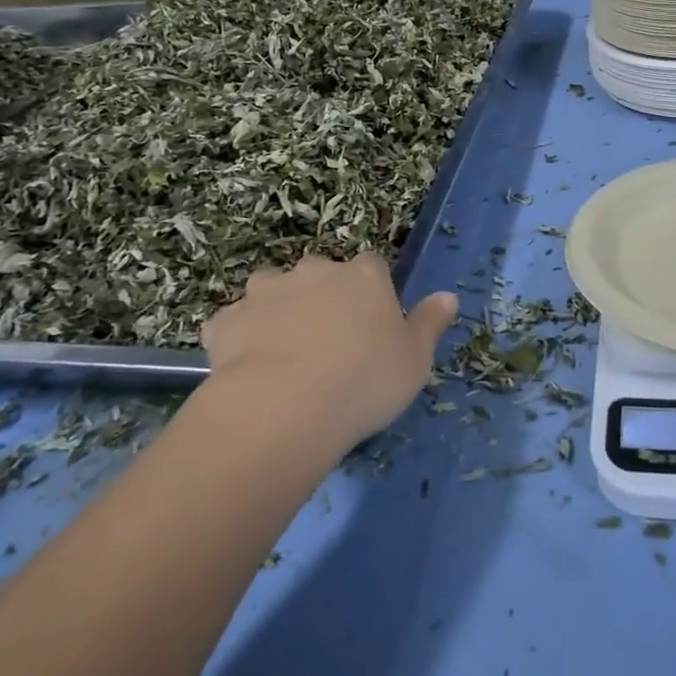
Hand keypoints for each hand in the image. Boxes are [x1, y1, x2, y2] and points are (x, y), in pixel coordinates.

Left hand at [197, 253, 457, 452]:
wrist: (283, 408)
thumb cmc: (364, 382)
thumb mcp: (415, 361)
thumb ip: (429, 324)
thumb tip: (448, 296)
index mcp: (363, 275)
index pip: (372, 267)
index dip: (371, 293)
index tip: (371, 327)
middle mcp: (314, 270)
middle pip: (320, 275)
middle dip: (322, 299)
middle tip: (327, 345)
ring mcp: (265, 291)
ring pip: (273, 292)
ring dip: (277, 312)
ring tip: (283, 356)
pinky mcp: (226, 320)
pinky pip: (235, 324)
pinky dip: (240, 339)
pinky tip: (247, 370)